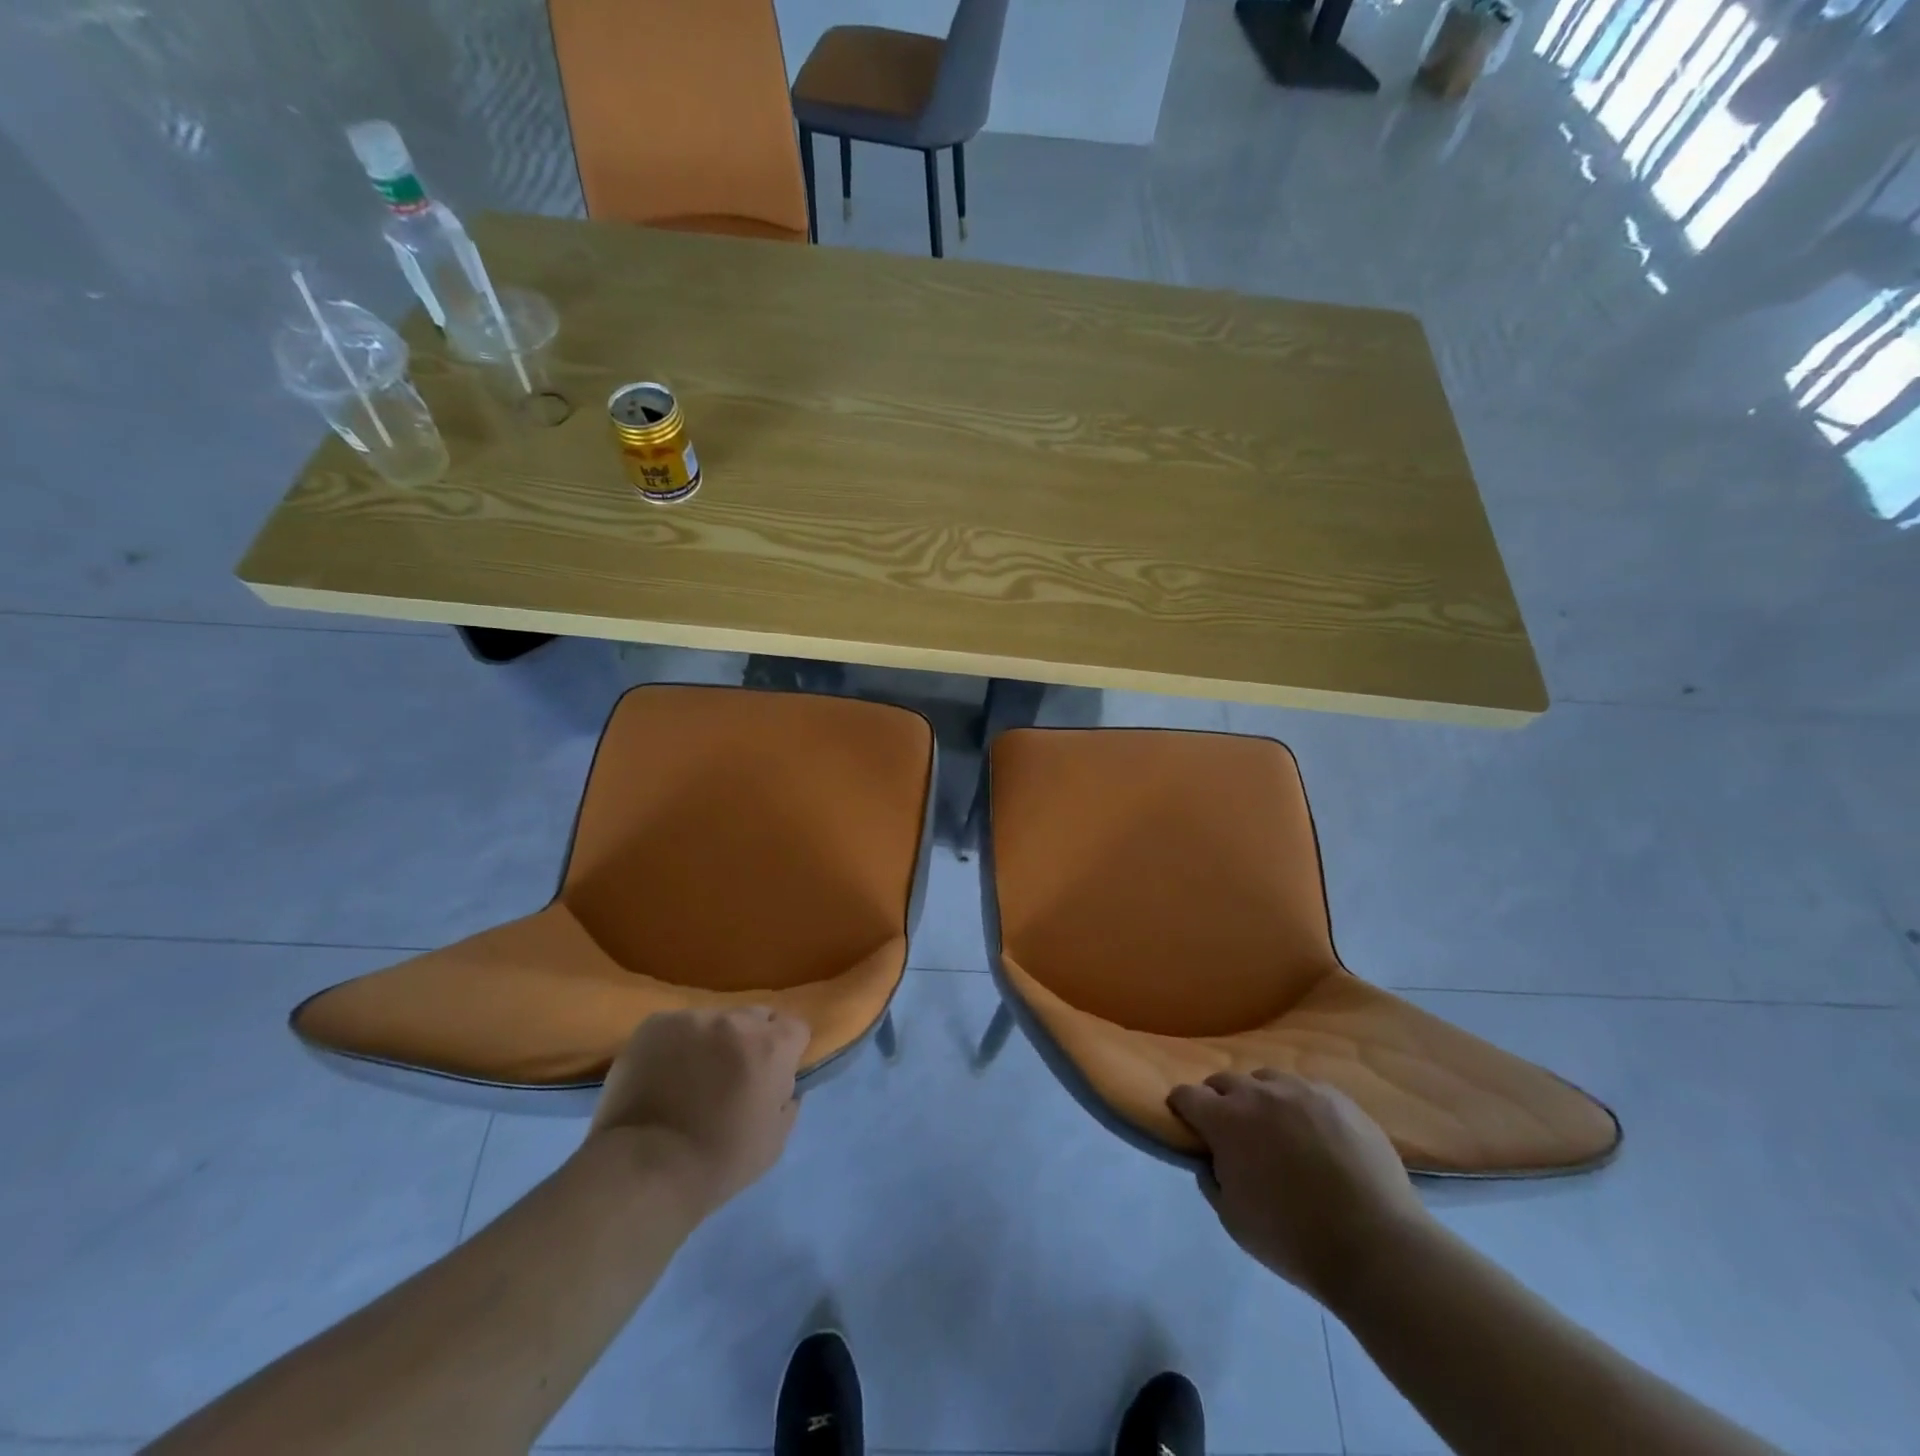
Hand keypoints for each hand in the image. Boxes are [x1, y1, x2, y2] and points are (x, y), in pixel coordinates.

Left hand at [589, 1007, 809, 1213]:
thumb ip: (787, 1101)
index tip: (771, 1077)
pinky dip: (676, 1045)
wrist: (645, 1169)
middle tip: (731, 1076)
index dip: (787, 1053)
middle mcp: (737, 1021)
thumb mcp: (774, 1141)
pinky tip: (662, 1075)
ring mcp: (694, 1018)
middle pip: (756, 1017)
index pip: (796, 1029)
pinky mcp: (656, 1023)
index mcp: (772, 1046)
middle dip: (751, 1041)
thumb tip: (782, 1084)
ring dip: (711, 1042)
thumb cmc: (719, 1162)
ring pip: (714, 1021)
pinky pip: (677, 1026)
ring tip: (690, 1077)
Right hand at [1168, 1070, 1430, 1304]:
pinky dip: (1299, 1106)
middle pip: (1224, 1080)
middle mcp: (1258, 1093)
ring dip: (1260, 1097)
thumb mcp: (1233, 1220)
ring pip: (1267, 1079)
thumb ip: (1212, 1179)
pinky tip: (1314, 1134)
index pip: (1186, 1095)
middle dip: (1219, 1100)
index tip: (1186, 1123)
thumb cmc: (1294, 1239)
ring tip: (1275, 1127)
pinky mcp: (1339, 1099)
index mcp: (1225, 1120)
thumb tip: (1211, 1159)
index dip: (1181, 1108)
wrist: (1376, 1246)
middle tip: (1231, 1130)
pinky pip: (1307, 1090)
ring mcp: (1302, 1091)